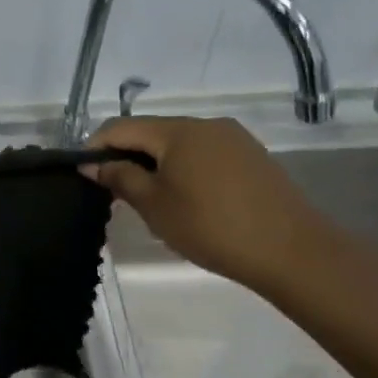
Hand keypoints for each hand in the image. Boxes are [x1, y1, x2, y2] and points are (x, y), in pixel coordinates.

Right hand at [81, 115, 333, 295]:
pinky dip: (183, 168)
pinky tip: (185, 197)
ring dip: (155, 162)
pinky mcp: (252, 157)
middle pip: (150, 131)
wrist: (293, 252)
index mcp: (177, 131)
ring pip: (178, 143)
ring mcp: (233, 139)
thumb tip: (93, 163)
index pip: (120, 127)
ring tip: (148, 197)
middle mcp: (205, 124)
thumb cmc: (211, 226)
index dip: (95, 146)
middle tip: (114, 190)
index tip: (83, 174)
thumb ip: (119, 177)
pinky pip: (203, 153)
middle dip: (126, 155)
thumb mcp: (153, 205)